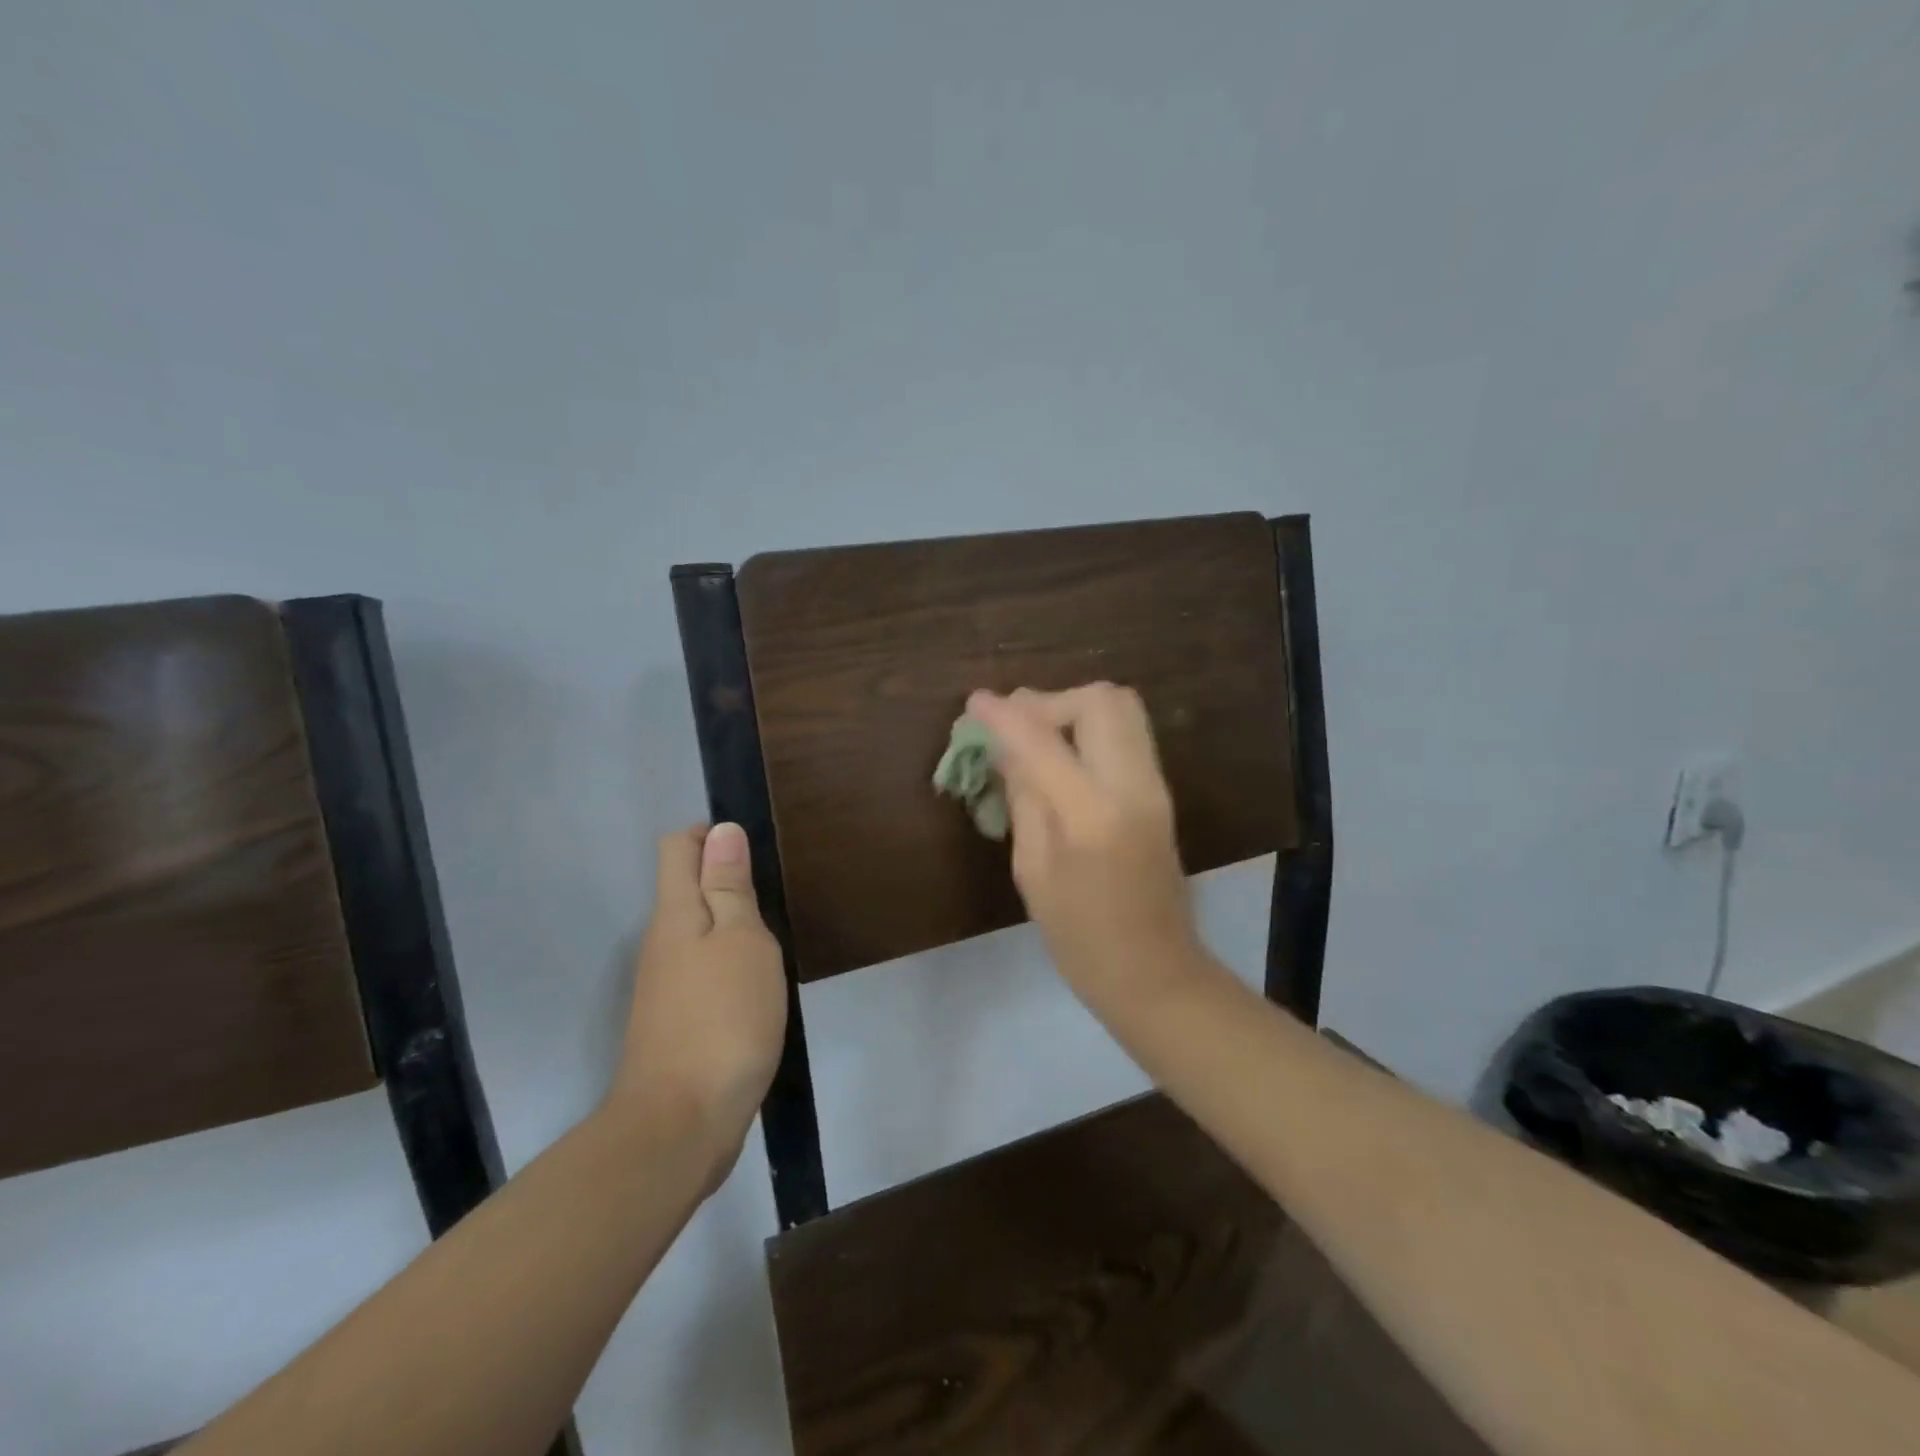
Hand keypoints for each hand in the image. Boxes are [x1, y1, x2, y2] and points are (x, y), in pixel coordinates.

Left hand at [612, 823, 785, 1185]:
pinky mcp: (676, 1021)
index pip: (677, 847)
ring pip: (696, 932)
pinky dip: (728, 965)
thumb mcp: (741, 941)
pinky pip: (702, 971)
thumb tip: (721, 830)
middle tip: (775, 897)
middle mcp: (661, 943)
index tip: (753, 849)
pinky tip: (757, 986)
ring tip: (773, 939)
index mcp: (674, 914)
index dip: (710, 834)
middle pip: (685, 888)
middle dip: (726, 880)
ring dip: (730, 926)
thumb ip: (729, 887)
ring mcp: (664, 986)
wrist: (681, 1124)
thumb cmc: (722, 1019)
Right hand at [966, 685, 1204, 1012]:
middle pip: (1099, 700)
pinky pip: (1126, 733)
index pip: (1042, 740)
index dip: (1003, 716)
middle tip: (1014, 725)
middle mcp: (1132, 785)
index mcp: (1092, 814)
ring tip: (1036, 736)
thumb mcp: (1033, 870)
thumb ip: (1024, 798)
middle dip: (1049, 701)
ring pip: (1120, 708)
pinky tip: (1061, 755)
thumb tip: (1005, 748)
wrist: (1156, 972)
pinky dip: (1090, 728)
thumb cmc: (1080, 937)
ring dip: (1073, 709)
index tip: (973, 703)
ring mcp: (1155, 785)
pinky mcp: (1160, 791)